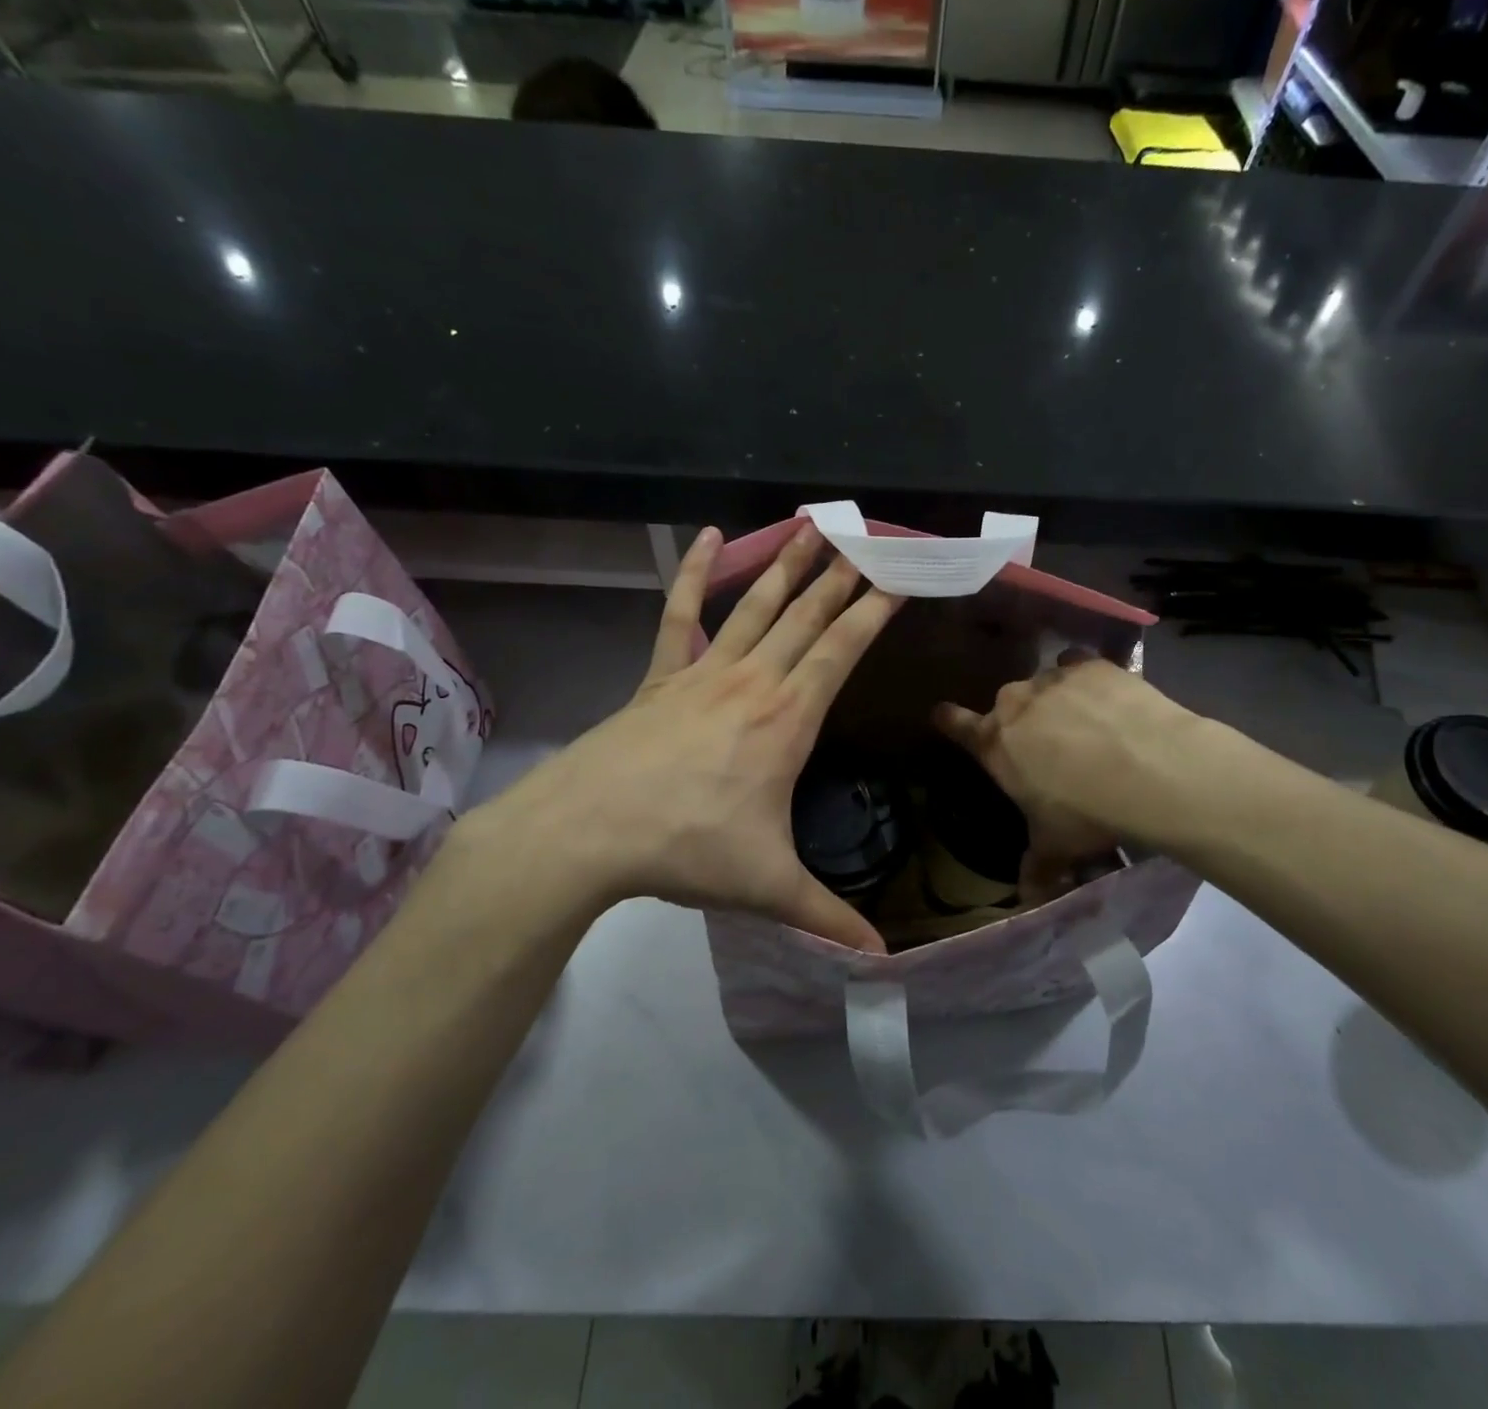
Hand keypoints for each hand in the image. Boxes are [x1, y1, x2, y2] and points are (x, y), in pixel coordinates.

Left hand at [468, 523, 900, 951]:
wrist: (588, 831)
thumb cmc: (687, 848)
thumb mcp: (768, 887)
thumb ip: (827, 918)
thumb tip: (882, 963)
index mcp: (787, 718)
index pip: (843, 650)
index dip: (874, 610)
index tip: (899, 575)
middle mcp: (752, 680)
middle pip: (806, 616)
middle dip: (841, 575)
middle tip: (866, 536)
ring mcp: (702, 670)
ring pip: (755, 604)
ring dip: (787, 564)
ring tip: (812, 526)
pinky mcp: (660, 674)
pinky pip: (680, 613)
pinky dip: (694, 572)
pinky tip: (708, 536)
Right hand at [932, 655, 1199, 901]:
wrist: (1150, 770)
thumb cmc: (1086, 812)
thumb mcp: (1056, 845)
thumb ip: (1037, 866)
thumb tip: (1028, 899)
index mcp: (995, 744)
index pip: (956, 726)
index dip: (948, 720)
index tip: (942, 714)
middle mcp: (1015, 704)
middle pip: (1006, 705)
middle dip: (1022, 722)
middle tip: (1049, 745)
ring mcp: (1052, 679)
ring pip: (1044, 685)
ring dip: (1057, 701)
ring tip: (1088, 725)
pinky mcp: (1092, 666)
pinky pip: (1079, 668)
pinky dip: (1089, 682)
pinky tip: (1110, 700)